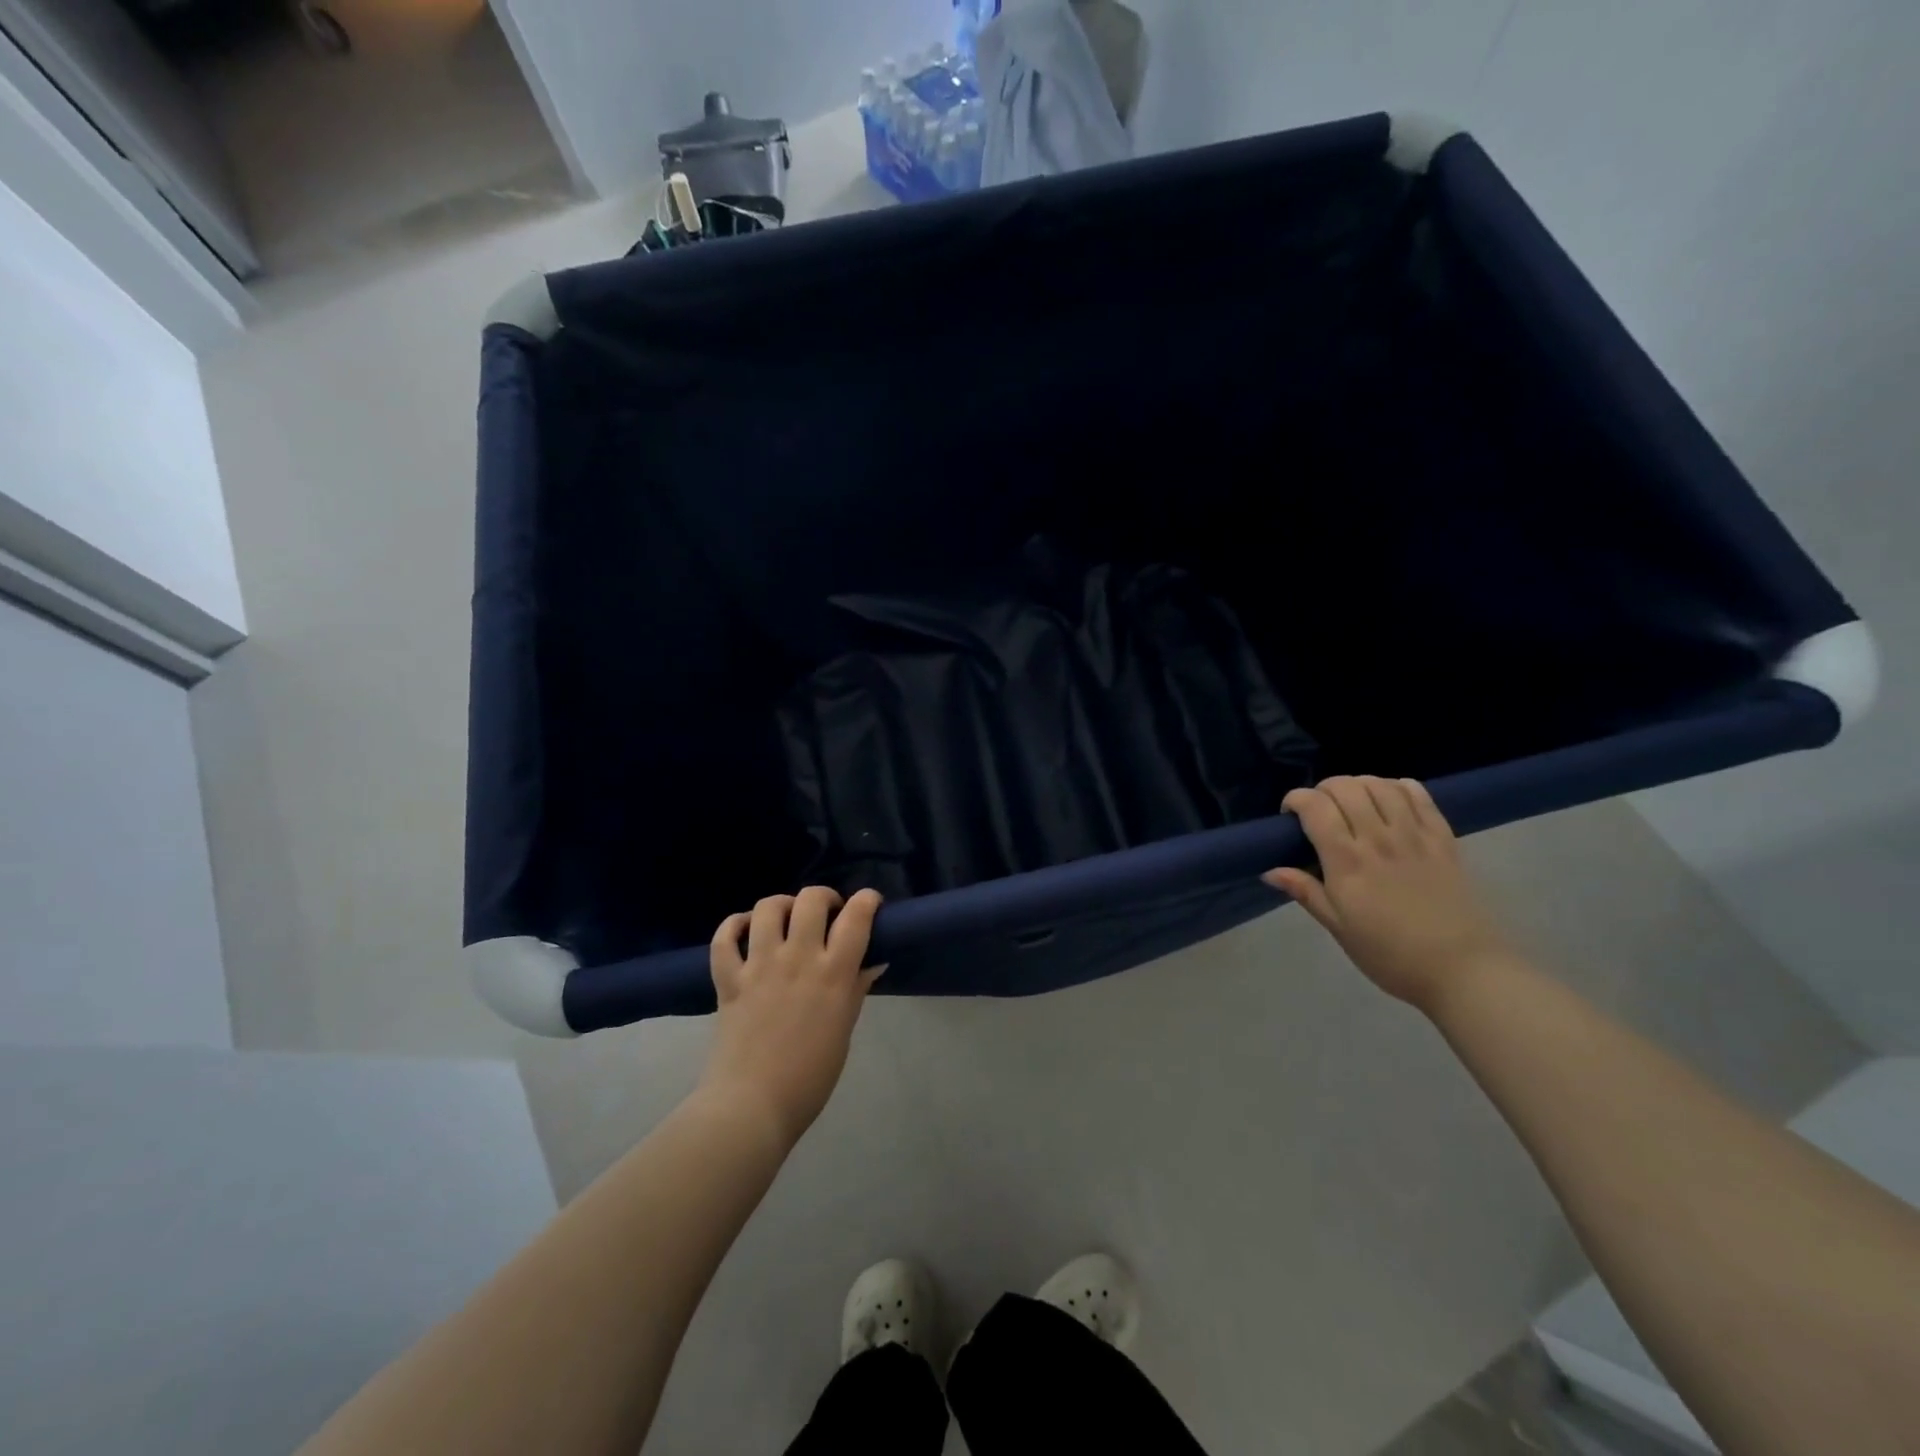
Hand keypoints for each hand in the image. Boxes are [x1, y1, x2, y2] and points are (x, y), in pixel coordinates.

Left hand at [700, 887, 883, 1148]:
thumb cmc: (810, 1077)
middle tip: (826, 914)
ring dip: (781, 905)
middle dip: (823, 897)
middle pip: (811, 900)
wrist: (752, 1107)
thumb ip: (856, 988)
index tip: (869, 904)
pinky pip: (724, 937)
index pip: (857, 917)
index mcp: (834, 974)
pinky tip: (745, 931)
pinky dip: (734, 926)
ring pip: (767, 908)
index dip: (867, 900)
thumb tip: (873, 961)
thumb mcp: (844, 1029)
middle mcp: (798, 958)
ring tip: (786, 919)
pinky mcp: (728, 979)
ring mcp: (759, 966)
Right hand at [1263, 776, 1513, 1011]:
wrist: (1463, 970)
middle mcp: (1378, 839)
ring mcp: (1414, 835)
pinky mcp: (1443, 838)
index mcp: (1347, 862)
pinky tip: (1390, 798)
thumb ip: (1306, 892)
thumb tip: (1270, 871)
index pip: (1315, 807)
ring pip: (1380, 785)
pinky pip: (1419, 795)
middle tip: (1319, 810)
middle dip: (1323, 789)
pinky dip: (1398, 787)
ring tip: (1352, 802)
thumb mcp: (1338, 928)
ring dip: (1358, 784)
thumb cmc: (1391, 955)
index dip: (1296, 800)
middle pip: (1345, 787)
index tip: (1290, 816)